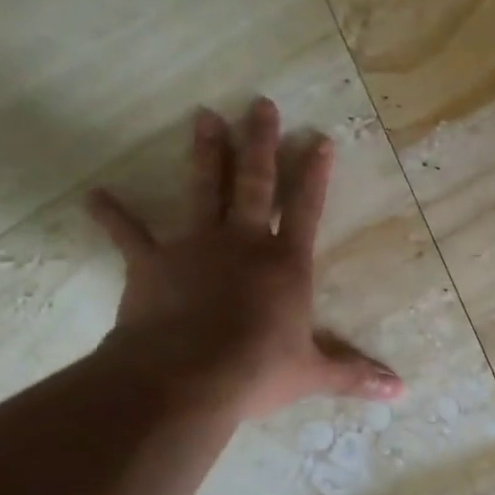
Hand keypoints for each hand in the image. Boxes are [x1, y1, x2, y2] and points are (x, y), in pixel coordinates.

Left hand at [85, 99, 402, 419]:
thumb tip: (400, 391)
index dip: (314, 175)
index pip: (306, 210)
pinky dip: (113, 216)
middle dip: (260, 143)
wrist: (185, 379)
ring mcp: (196, 248)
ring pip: (203, 190)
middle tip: (260, 103)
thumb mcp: (311, 374)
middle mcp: (243, 244)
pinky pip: (130, 235)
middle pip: (255, 184)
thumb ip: (353, 374)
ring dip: (206, 153)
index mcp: (285, 265)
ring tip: (204, 116)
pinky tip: (93, 196)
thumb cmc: (256, 371)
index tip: (320, 139)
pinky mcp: (153, 264)